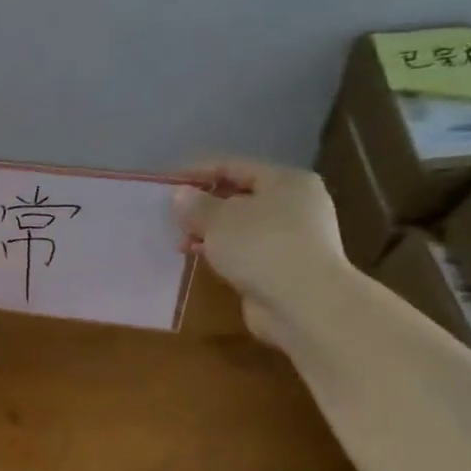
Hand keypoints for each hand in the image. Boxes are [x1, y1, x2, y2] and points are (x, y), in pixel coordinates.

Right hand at [172, 158, 345, 343]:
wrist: (305, 304)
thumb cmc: (261, 247)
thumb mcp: (218, 219)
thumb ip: (195, 205)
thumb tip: (180, 195)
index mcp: (285, 181)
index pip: (233, 166)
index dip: (197, 172)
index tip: (166, 184)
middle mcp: (295, 205)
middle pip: (239, 196)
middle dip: (204, 206)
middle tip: (172, 217)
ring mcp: (293, 238)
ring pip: (242, 227)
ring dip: (210, 232)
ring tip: (181, 242)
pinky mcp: (285, 268)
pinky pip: (246, 251)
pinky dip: (223, 252)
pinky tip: (200, 259)